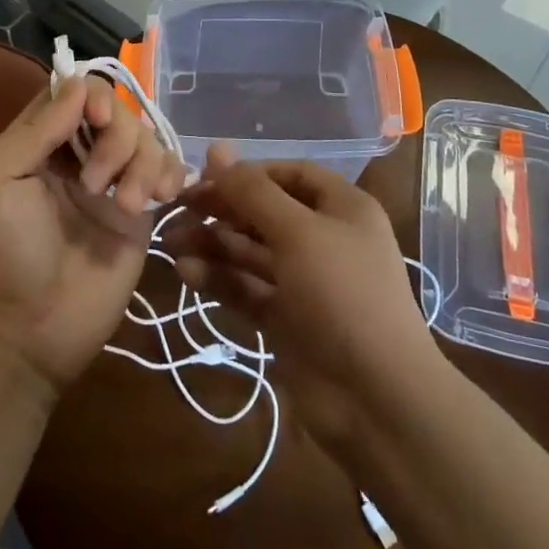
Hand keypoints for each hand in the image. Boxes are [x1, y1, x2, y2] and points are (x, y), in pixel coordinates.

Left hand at [0, 75, 188, 396]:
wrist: (27, 336)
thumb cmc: (0, 254)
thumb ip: (36, 130)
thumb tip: (79, 86)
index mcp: (37, 142)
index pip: (72, 92)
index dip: (90, 94)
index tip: (96, 117)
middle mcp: (76, 155)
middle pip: (116, 110)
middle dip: (117, 135)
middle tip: (96, 182)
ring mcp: (112, 184)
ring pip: (145, 137)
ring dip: (143, 161)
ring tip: (129, 205)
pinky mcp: (140, 216)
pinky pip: (167, 173)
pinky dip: (170, 173)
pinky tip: (160, 198)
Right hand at [165, 147, 441, 454]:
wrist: (377, 400)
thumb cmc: (343, 295)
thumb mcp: (298, 232)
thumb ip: (252, 192)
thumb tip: (216, 148)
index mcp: (342, 208)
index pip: (289, 175)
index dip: (248, 173)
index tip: (205, 177)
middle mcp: (325, 239)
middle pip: (265, 213)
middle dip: (222, 209)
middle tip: (178, 207)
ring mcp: (305, 283)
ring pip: (251, 252)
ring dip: (213, 245)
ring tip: (171, 243)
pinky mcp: (287, 320)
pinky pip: (248, 289)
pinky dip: (219, 280)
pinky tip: (186, 273)